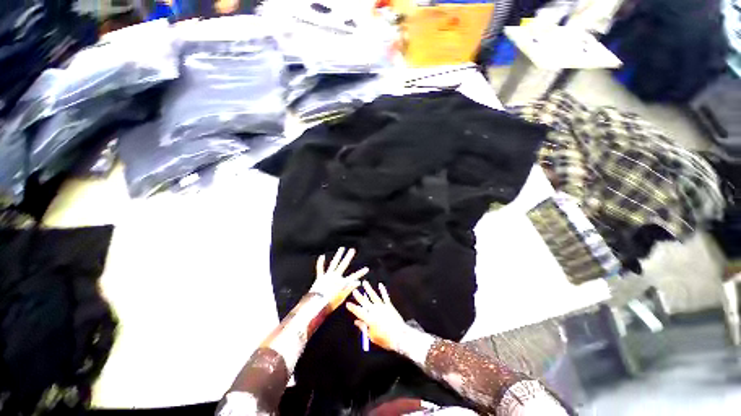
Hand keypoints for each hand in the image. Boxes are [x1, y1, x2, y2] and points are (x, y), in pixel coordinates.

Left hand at [311, 248, 367, 310]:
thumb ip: (350, 288)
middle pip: (343, 264)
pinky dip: (320, 262)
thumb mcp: (342, 297)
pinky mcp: (320, 277)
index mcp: (342, 282)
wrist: (317, 305)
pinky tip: (322, 256)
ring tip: (342, 248)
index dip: (361, 273)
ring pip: (334, 263)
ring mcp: (328, 276)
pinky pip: (320, 269)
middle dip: (348, 257)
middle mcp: (336, 276)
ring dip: (338, 255)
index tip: (367, 269)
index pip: (354, 276)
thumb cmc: (330, 303)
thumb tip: (358, 282)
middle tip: (352, 250)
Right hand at [346, 281, 407, 351]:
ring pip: (373, 296)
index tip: (347, 303)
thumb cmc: (385, 339)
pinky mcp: (389, 306)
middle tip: (354, 290)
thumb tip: (356, 322)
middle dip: (359, 296)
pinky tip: (380, 284)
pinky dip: (382, 290)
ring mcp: (382, 307)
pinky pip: (385, 296)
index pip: (358, 312)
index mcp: (369, 319)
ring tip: (365, 283)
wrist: (399, 336)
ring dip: (369, 289)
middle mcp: (374, 311)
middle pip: (365, 302)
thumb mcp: (372, 336)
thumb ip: (363, 327)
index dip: (352, 307)